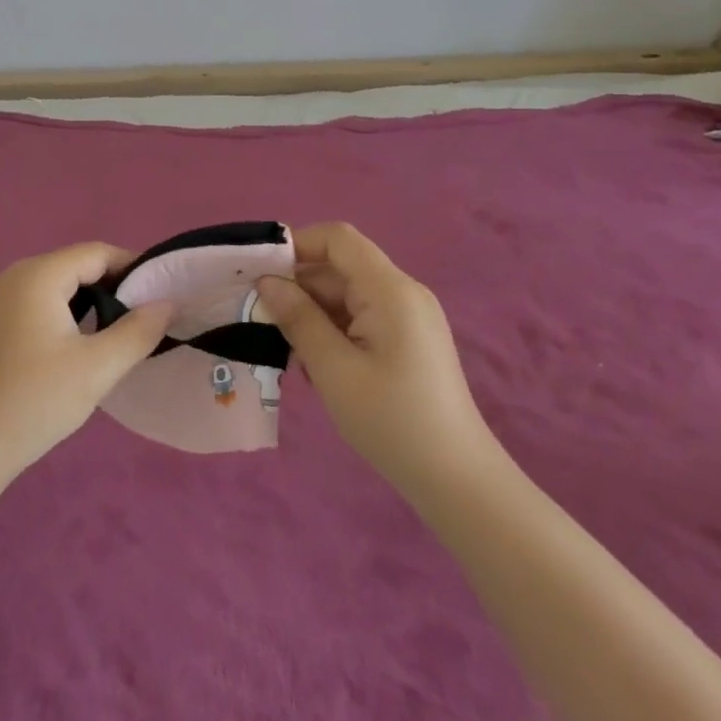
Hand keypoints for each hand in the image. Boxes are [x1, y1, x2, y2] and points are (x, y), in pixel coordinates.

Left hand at [0, 244, 173, 479]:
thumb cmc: (36, 400)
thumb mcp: (97, 367)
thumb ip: (138, 331)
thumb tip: (167, 303)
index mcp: (39, 274)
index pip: (97, 253)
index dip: (132, 268)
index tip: (161, 295)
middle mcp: (15, 274)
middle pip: (76, 265)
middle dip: (113, 287)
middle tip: (143, 320)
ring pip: (58, 285)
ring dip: (90, 302)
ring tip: (118, 334)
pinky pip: (39, 301)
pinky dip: (66, 313)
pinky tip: (79, 345)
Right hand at [257, 223, 497, 512]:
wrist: (458, 481)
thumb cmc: (391, 420)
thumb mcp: (333, 369)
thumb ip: (298, 318)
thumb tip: (267, 282)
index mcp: (389, 290)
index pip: (338, 238)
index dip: (298, 245)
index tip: (262, 274)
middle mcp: (402, 293)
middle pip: (340, 267)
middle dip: (299, 287)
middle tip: (263, 320)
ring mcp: (409, 317)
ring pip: (347, 295)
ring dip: (313, 313)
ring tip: (287, 349)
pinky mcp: (409, 340)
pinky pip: (362, 317)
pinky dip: (334, 330)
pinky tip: (317, 365)